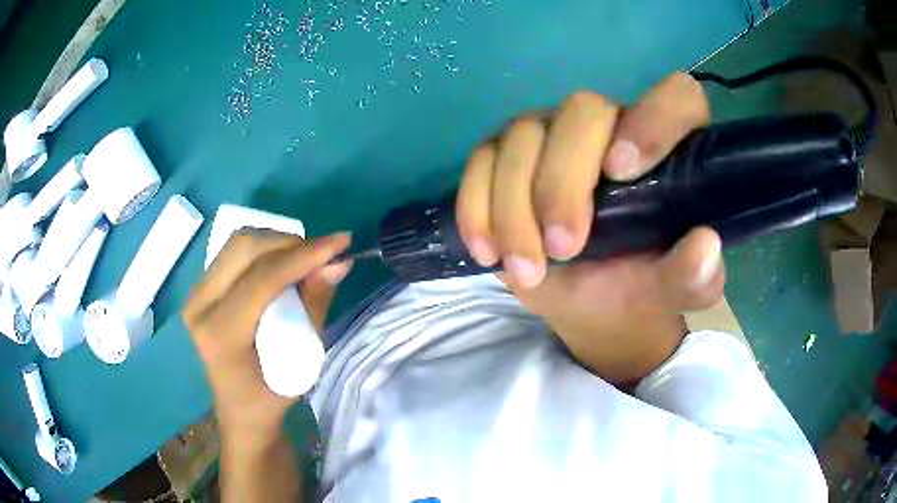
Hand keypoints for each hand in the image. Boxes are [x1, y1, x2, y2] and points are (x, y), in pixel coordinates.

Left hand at [183, 230, 351, 432]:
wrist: (239, 411)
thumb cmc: (271, 397)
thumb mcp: (302, 361)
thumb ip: (315, 306)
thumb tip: (338, 263)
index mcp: (220, 333)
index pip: (262, 279)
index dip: (303, 255)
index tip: (340, 243)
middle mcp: (199, 306)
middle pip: (244, 249)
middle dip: (289, 242)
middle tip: (322, 253)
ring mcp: (195, 294)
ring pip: (237, 244)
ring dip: (276, 242)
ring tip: (304, 258)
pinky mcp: (199, 289)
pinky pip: (232, 254)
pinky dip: (263, 250)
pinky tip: (282, 263)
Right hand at [455, 73, 724, 383]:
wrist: (584, 301)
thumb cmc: (634, 286)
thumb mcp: (669, 291)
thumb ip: (694, 278)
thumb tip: (706, 247)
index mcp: (665, 149)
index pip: (676, 97)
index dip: (654, 119)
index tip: (622, 172)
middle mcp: (609, 126)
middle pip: (582, 110)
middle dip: (564, 182)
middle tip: (564, 249)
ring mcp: (551, 134)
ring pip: (523, 136)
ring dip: (515, 208)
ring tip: (527, 269)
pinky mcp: (506, 154)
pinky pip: (481, 160)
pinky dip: (477, 206)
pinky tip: (488, 250)